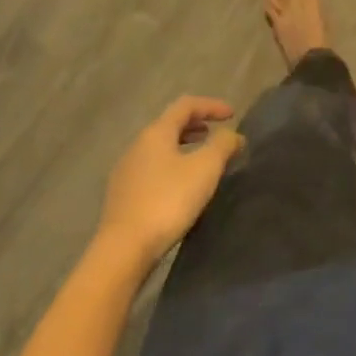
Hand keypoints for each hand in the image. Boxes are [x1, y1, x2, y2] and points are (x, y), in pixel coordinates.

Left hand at [97, 96, 243, 268]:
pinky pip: (152, 169)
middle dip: (196, 125)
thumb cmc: (167, 201)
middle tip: (216, 134)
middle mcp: (137, 145)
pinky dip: (172, 166)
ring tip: (202, 160)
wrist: (123, 250)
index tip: (232, 115)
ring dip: (184, 146)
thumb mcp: (205, 169)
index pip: (186, 105)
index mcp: (156, 132)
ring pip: (160, 148)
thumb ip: (222, 145)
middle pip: (170, 124)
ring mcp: (126, 171)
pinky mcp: (122, 196)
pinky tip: (180, 187)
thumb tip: (233, 135)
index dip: (211, 105)